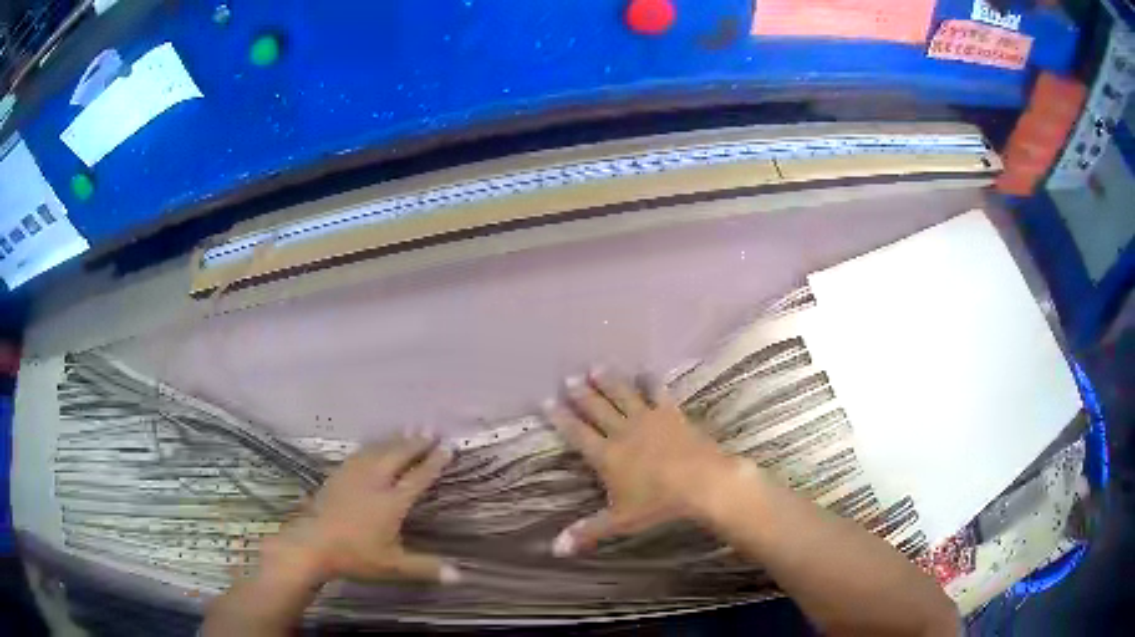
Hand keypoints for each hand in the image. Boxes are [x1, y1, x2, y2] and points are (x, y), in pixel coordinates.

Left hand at [262, 435, 459, 586]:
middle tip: (431, 430)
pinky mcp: (337, 475)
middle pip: (398, 455)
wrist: (312, 544)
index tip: (448, 447)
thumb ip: (426, 567)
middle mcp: (375, 482)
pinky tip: (373, 446)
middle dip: (416, 443)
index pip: (418, 477)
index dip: (433, 462)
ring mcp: (353, 475)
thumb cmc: (356, 555)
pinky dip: (373, 446)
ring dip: (395, 440)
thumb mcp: (394, 566)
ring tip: (408, 430)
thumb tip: (460, 576)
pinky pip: (360, 453)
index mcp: (391, 502)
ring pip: (378, 450)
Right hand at [543, 368, 735, 556]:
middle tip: (569, 377)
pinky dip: (651, 382)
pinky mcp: (672, 414)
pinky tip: (646, 372)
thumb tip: (554, 550)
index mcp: (606, 455)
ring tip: (597, 367)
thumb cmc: (658, 504)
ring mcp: (648, 419)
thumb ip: (587, 531)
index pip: (577, 432)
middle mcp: (622, 432)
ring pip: (622, 395)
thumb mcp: (620, 522)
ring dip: (609, 381)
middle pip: (597, 408)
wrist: (703, 483)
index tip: (547, 400)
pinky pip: (658, 393)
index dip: (561, 417)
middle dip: (581, 393)